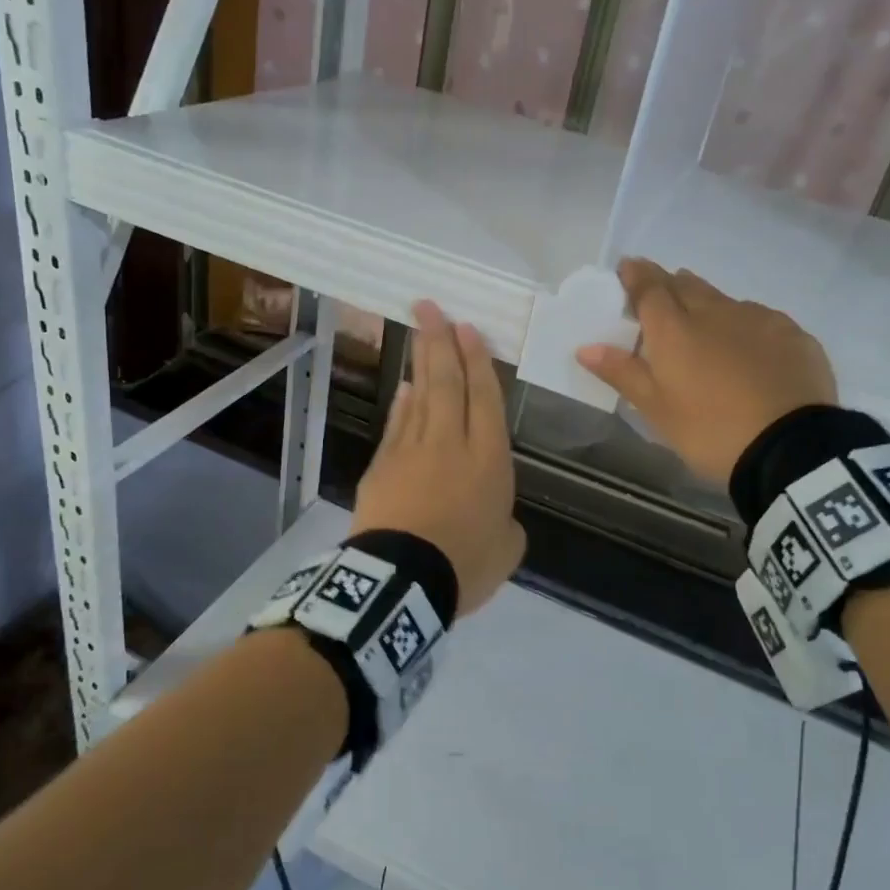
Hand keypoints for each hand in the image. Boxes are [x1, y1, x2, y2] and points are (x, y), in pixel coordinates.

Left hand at [351, 300, 525, 617]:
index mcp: (489, 458)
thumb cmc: (464, 564)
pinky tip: (404, 387)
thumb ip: (506, 524)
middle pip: (447, 382)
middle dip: (441, 341)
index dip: (477, 360)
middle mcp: (450, 443)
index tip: (467, 329)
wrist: (402, 582)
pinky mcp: (383, 465)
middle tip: (431, 307)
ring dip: (421, 361)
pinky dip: (401, 403)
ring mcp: (412, 451)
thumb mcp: (507, 548)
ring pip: (419, 395)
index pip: (484, 397)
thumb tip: (496, 515)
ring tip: (420, 330)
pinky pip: (397, 424)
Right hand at [575, 258, 836, 481]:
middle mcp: (715, 311)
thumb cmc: (710, 431)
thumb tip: (585, 347)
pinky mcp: (793, 334)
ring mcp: (758, 319)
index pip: (649, 287)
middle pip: (686, 285)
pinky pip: (760, 319)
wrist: (791, 449)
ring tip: (703, 324)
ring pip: (724, 300)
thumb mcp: (657, 410)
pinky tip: (748, 348)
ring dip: (707, 304)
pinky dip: (744, 325)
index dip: (635, 274)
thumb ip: (622, 373)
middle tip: (660, 294)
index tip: (627, 267)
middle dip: (669, 283)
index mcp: (674, 329)